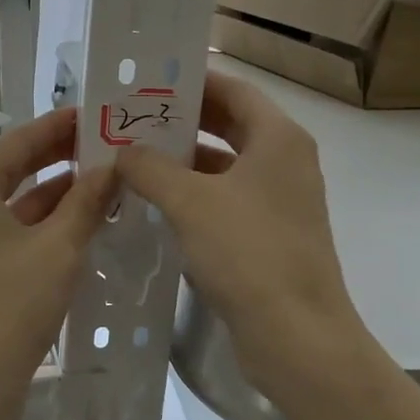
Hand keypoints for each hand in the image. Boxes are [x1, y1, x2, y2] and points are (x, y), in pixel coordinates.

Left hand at [0, 107, 115, 419]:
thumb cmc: (8, 309)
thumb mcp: (57, 248)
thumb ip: (86, 201)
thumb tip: (114, 164)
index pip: (21, 139)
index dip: (62, 124)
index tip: (102, 112)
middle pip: (20, 166)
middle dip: (66, 154)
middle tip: (114, 141)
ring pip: (24, 200)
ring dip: (65, 190)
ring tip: (114, 177)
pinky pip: (23, 229)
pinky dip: (55, 221)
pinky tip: (92, 220)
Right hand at [117, 71, 374, 409]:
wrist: (296, 336)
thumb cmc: (248, 253)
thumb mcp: (190, 202)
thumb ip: (151, 168)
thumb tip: (123, 151)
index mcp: (279, 139)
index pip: (234, 90)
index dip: (192, 83)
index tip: (149, 83)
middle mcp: (284, 162)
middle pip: (230, 125)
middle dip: (183, 121)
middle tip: (133, 119)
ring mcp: (279, 201)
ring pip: (226, 165)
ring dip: (183, 161)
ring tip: (133, 158)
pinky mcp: (269, 235)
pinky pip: (226, 199)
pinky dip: (193, 195)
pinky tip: (154, 202)